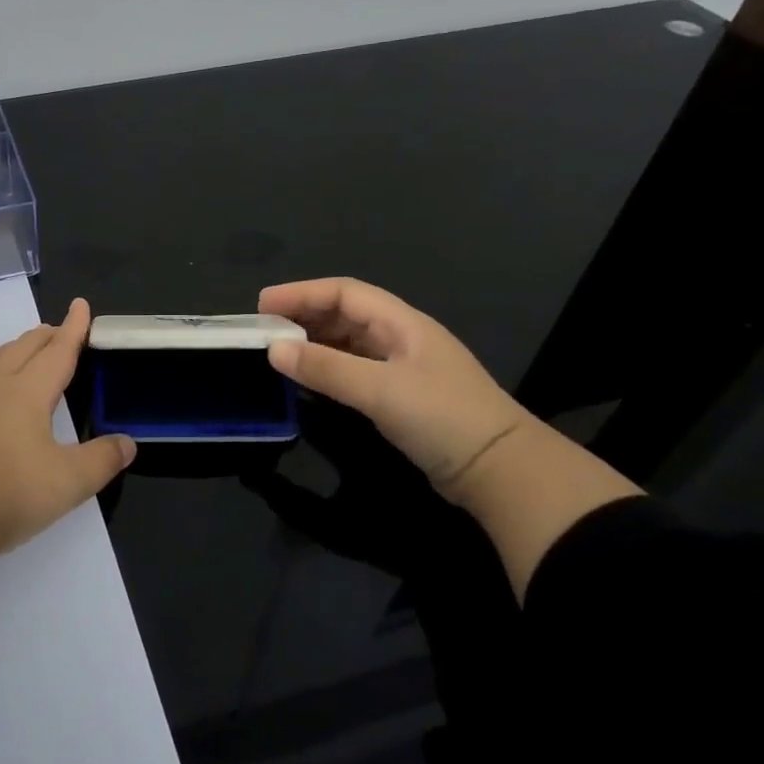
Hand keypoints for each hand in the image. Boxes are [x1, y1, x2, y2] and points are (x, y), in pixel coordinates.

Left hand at [0, 297, 136, 553]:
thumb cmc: (7, 495)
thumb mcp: (68, 483)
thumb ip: (102, 460)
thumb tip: (128, 443)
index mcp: (29, 393)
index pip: (58, 353)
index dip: (73, 329)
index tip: (80, 305)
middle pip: (24, 348)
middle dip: (46, 336)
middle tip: (60, 331)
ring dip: (14, 346)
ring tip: (25, 344)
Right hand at [258, 278, 526, 498]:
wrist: (500, 471)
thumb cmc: (442, 418)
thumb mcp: (380, 390)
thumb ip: (326, 368)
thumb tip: (273, 348)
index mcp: (402, 323)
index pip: (345, 292)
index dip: (302, 293)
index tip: (263, 304)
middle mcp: (401, 338)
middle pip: (345, 314)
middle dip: (304, 315)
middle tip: (264, 329)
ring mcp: (403, 368)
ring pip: (349, 343)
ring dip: (314, 343)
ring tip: (278, 352)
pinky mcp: (401, 398)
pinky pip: (354, 371)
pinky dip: (327, 369)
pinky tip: (308, 381)